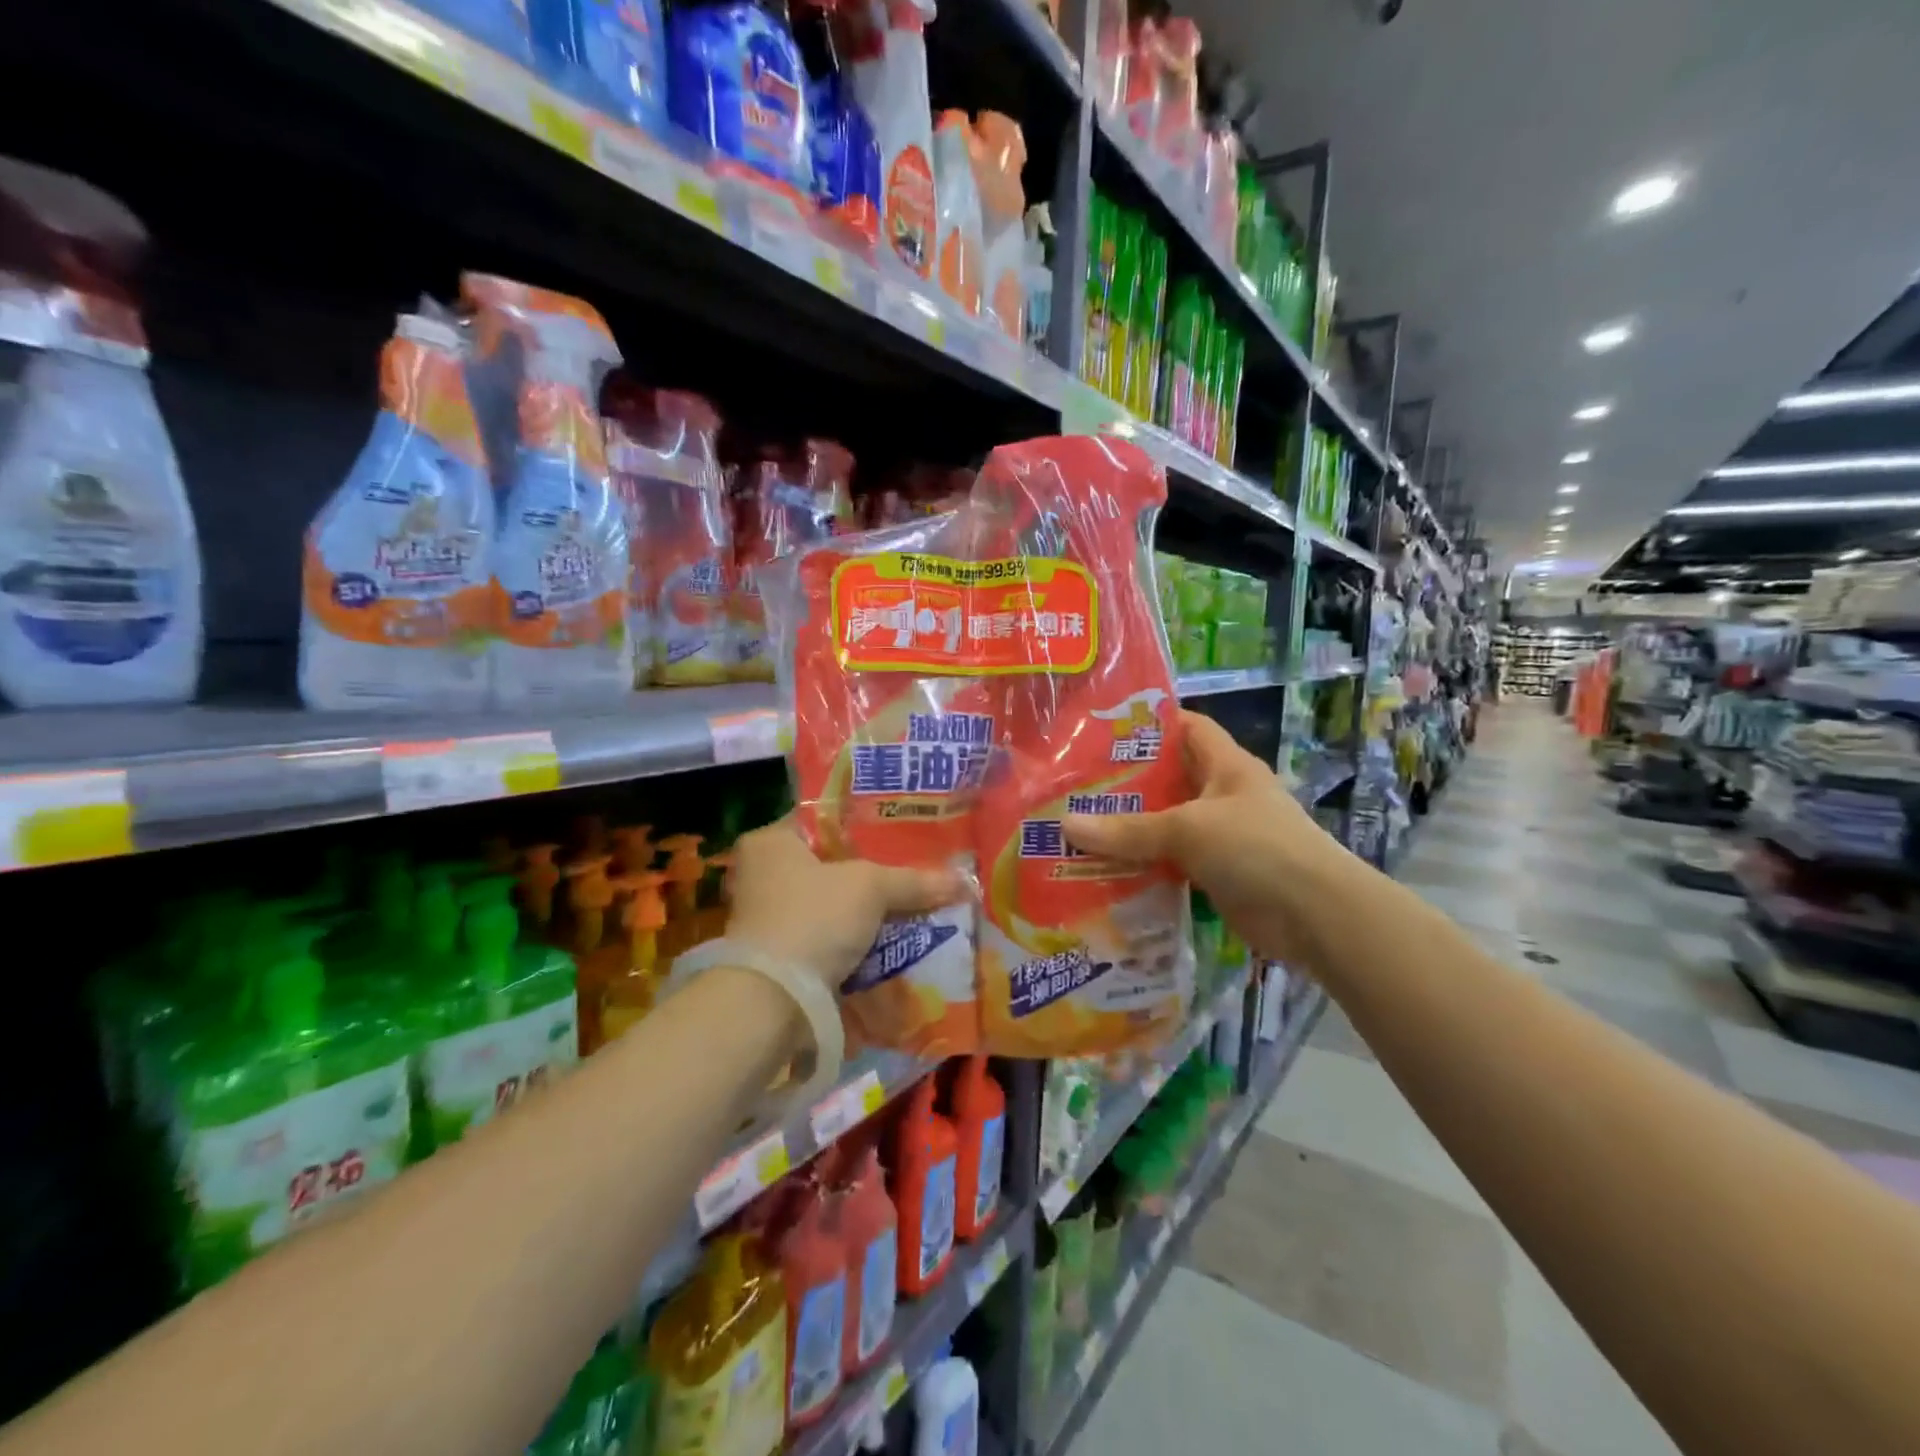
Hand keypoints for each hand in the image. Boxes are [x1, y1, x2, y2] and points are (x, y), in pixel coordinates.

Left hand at [726, 819, 959, 988]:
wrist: (774, 999)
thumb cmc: (814, 918)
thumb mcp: (871, 888)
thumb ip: (913, 881)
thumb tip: (963, 881)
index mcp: (771, 842)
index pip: (823, 819)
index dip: (864, 824)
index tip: (901, 830)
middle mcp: (761, 874)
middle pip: (829, 864)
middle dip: (868, 872)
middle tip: (911, 868)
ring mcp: (767, 918)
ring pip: (829, 903)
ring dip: (862, 910)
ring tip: (908, 904)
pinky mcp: (778, 955)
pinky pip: (825, 935)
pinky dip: (852, 939)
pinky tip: (887, 939)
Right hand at [1064, 711, 1348, 967]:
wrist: (1317, 917)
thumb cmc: (1257, 849)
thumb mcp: (1188, 829)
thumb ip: (1128, 830)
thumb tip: (1067, 825)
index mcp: (1226, 765)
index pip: (1186, 727)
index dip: (1148, 723)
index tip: (1100, 729)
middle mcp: (1222, 795)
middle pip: (1168, 778)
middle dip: (1124, 782)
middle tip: (1072, 785)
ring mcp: (1220, 836)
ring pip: (1165, 824)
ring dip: (1129, 829)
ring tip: (1076, 826)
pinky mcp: (1216, 873)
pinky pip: (1170, 862)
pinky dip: (1143, 865)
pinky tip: (1104, 870)